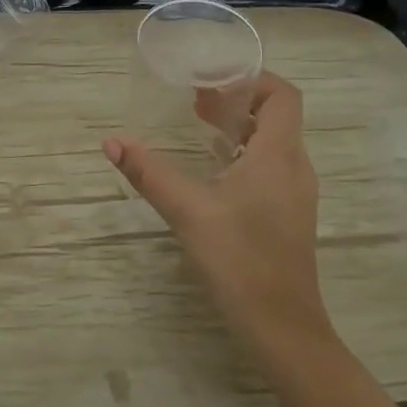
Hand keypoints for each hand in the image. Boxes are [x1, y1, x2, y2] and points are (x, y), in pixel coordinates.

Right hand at [103, 71, 333, 362]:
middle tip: (195, 98)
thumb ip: (149, 172)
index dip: (251, 78)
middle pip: (276, 114)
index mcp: (278, 155)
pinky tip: (212, 167)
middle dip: (237, 99)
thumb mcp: (188, 210)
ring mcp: (294, 193)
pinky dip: (243, 152)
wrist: (282, 328)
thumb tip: (111, 142)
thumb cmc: (240, 260)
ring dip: (239, 126)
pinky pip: (270, 165)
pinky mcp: (288, 214)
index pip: (283, 95)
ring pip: (272, 141)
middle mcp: (294, 167)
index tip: (212, 79)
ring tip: (199, 124)